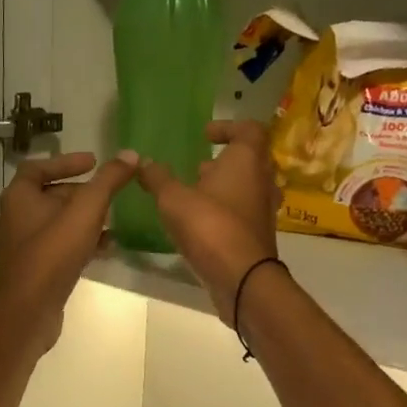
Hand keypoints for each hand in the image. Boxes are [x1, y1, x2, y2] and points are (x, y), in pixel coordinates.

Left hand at [0, 150, 137, 350]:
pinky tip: (105, 248)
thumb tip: (130, 155)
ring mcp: (21, 245)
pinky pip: (58, 245)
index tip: (94, 162)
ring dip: (83, 218)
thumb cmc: (53, 253)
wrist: (29, 310)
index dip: (66, 161)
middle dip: (80, 192)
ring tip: (112, 219)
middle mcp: (14, 217)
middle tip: (108, 193)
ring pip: (55, 222)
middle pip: (49, 194)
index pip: (39, 166)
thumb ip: (108, 181)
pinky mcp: (32, 268)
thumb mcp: (86, 211)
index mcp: (18, 197)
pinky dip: (80, 241)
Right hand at [135, 121, 279, 325]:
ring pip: (247, 187)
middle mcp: (262, 180)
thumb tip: (143, 161)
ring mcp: (264, 209)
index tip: (205, 135)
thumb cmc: (210, 227)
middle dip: (223, 160)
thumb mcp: (173, 199)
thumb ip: (158, 178)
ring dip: (224, 186)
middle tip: (197, 167)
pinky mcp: (258, 234)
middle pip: (249, 159)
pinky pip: (243, 212)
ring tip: (195, 194)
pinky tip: (200, 222)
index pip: (249, 129)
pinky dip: (225, 210)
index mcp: (247, 161)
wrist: (243, 279)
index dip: (227, 127)